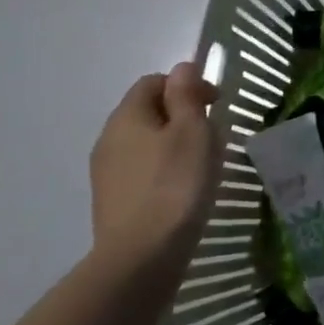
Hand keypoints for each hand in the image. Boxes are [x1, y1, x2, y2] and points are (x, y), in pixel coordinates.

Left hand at [88, 63, 217, 274]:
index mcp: (127, 116)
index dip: (187, 85)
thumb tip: (182, 67)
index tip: (216, 104)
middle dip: (181, 115)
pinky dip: (164, 170)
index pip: (154, 82)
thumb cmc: (176, 184)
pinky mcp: (113, 201)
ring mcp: (107, 173)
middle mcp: (109, 139)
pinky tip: (183, 190)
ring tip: (202, 165)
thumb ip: (186, 94)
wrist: (141, 257)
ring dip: (174, 144)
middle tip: (213, 136)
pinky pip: (142, 171)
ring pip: (145, 143)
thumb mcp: (192, 131)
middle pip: (147, 112)